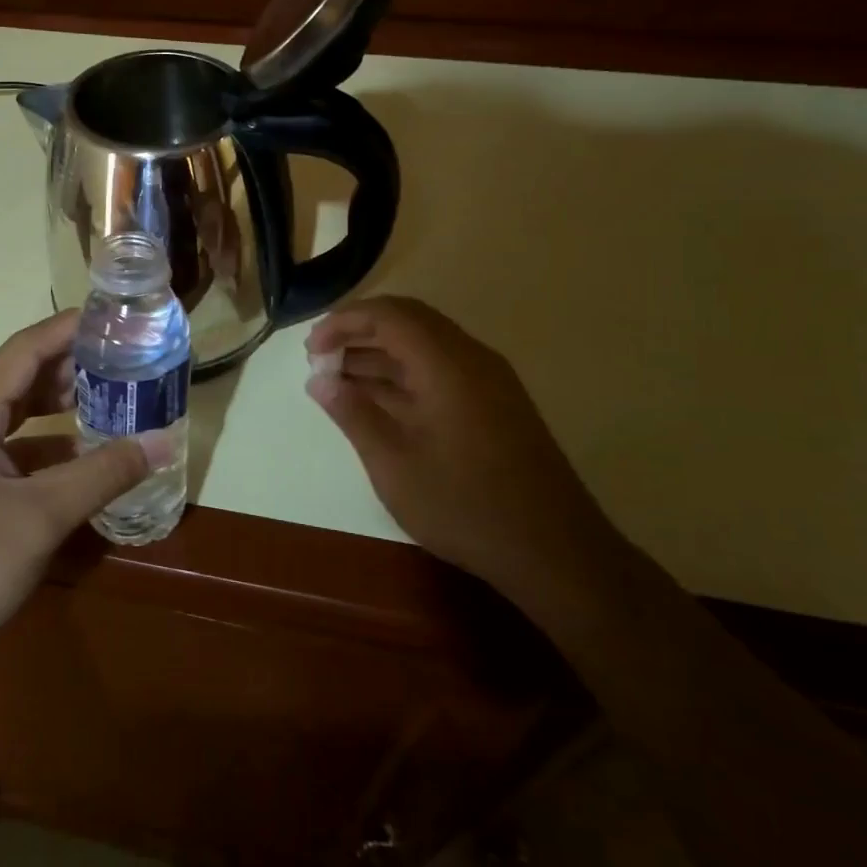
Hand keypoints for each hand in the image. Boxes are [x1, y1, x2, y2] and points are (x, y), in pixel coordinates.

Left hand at [0, 311, 170, 676]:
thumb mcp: (41, 517)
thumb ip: (103, 473)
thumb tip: (162, 442)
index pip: (24, 350)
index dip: (69, 328)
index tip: (115, 318)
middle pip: (19, 376)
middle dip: (71, 365)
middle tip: (125, 359)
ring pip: (13, 413)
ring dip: (58, 405)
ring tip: (112, 397)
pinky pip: (8, 448)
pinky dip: (45, 444)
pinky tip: (81, 457)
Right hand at [305, 297, 619, 608]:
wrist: (555, 552)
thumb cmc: (465, 506)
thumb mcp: (394, 463)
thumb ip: (354, 414)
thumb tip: (319, 380)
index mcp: (447, 364)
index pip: (389, 315)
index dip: (344, 322)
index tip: (311, 349)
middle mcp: (472, 359)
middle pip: (409, 322)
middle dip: (360, 333)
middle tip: (321, 358)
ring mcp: (489, 382)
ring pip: (426, 346)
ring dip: (381, 355)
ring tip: (339, 380)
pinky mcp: (496, 405)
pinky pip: (442, 370)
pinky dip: (405, 375)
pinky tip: (379, 403)